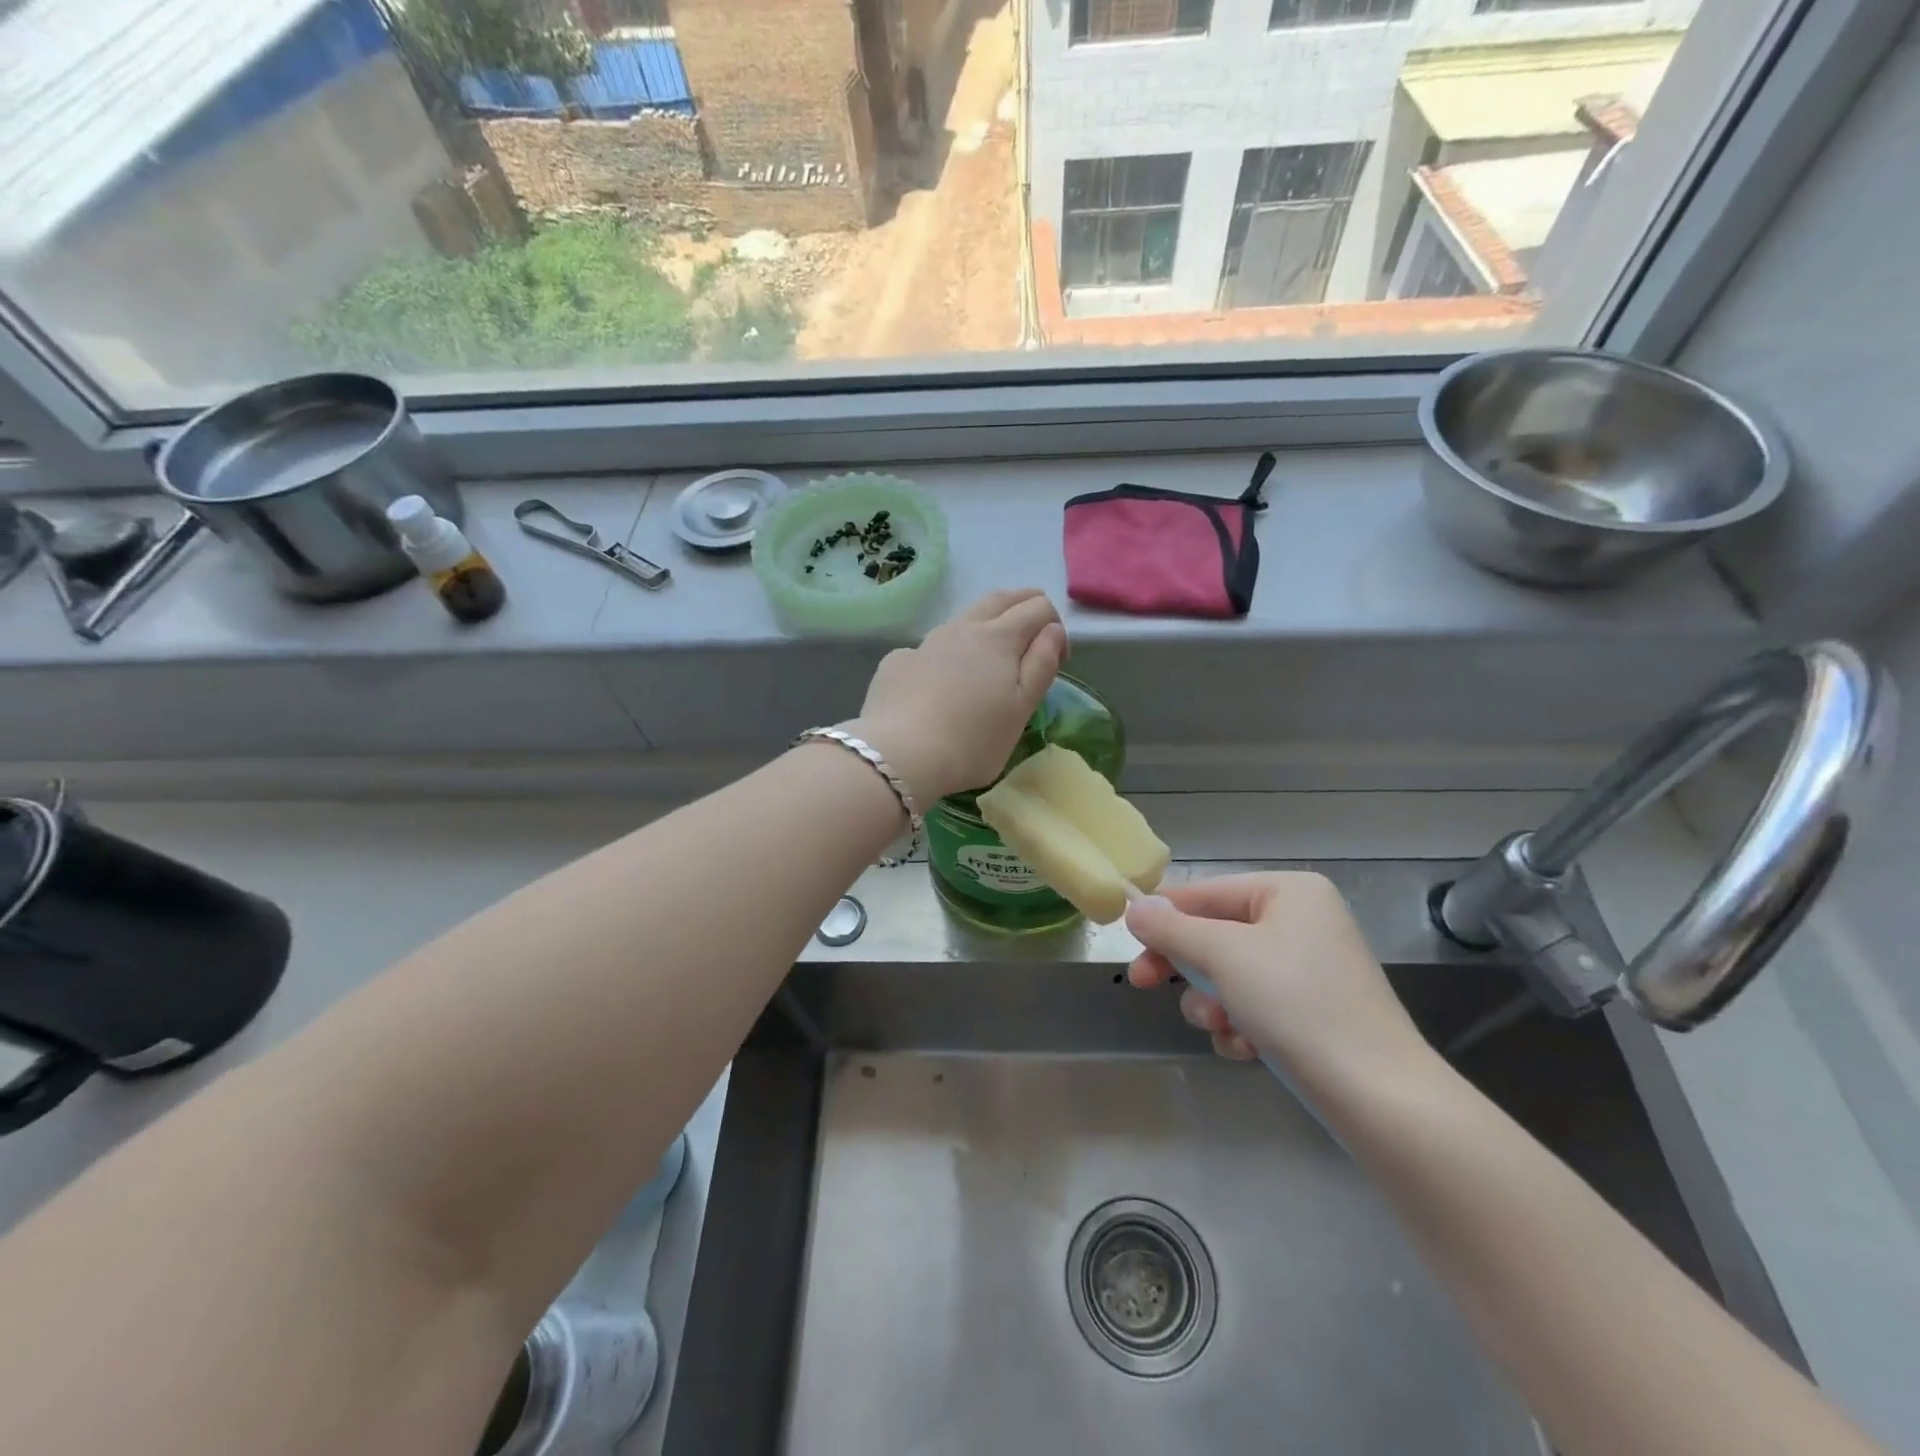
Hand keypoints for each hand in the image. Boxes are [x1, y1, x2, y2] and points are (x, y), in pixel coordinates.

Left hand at [848, 589, 1066, 804]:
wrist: (898, 756)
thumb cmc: (972, 741)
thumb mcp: (1021, 709)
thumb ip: (1041, 665)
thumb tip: (1052, 631)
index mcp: (998, 638)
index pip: (1037, 609)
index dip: (1055, 627)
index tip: (1058, 660)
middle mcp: (961, 629)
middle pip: (998, 600)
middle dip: (1022, 604)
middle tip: (1034, 623)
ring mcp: (924, 644)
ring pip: (961, 620)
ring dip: (983, 625)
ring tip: (990, 652)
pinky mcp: (896, 663)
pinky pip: (927, 650)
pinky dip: (944, 655)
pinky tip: (939, 682)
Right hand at [1124, 873, 1435, 1093]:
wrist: (1379, 1097)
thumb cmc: (1297, 1005)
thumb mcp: (1223, 956)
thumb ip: (1172, 928)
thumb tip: (1134, 907)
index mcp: (1289, 893)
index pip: (1207, 892)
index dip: (1164, 915)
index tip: (1127, 940)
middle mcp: (1302, 922)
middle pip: (1216, 934)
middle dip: (1186, 966)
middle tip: (1143, 982)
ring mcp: (1310, 969)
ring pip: (1231, 974)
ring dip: (1212, 1002)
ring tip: (1220, 1027)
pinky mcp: (1314, 1013)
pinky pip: (1256, 1005)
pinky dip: (1241, 1025)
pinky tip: (1245, 1048)